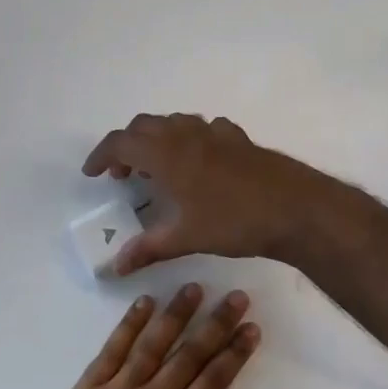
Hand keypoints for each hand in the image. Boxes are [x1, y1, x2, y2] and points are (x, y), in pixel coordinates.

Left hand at [9, 284, 259, 388]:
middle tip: (236, 296)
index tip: (251, 327)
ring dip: (175, 314)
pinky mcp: (87, 387)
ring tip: (193, 287)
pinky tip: (144, 303)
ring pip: (152, 344)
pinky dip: (129, 324)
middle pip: (189, 355)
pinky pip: (112, 349)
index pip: (213, 382)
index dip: (235, 353)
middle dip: (215, 324)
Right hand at [82, 113, 332, 274]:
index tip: (92, 174)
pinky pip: (203, 128)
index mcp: (166, 154)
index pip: (120, 143)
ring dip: (156, 139)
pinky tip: (199, 162)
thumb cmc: (234, 221)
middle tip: (122, 175)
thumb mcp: (186, 238)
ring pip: (174, 122)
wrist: (296, 207)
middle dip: (126, 146)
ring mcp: (215, 133)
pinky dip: (189, 139)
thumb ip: (148, 248)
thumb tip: (115, 266)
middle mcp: (186, 135)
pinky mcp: (238, 138)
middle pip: (143, 126)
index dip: (101, 155)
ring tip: (157, 169)